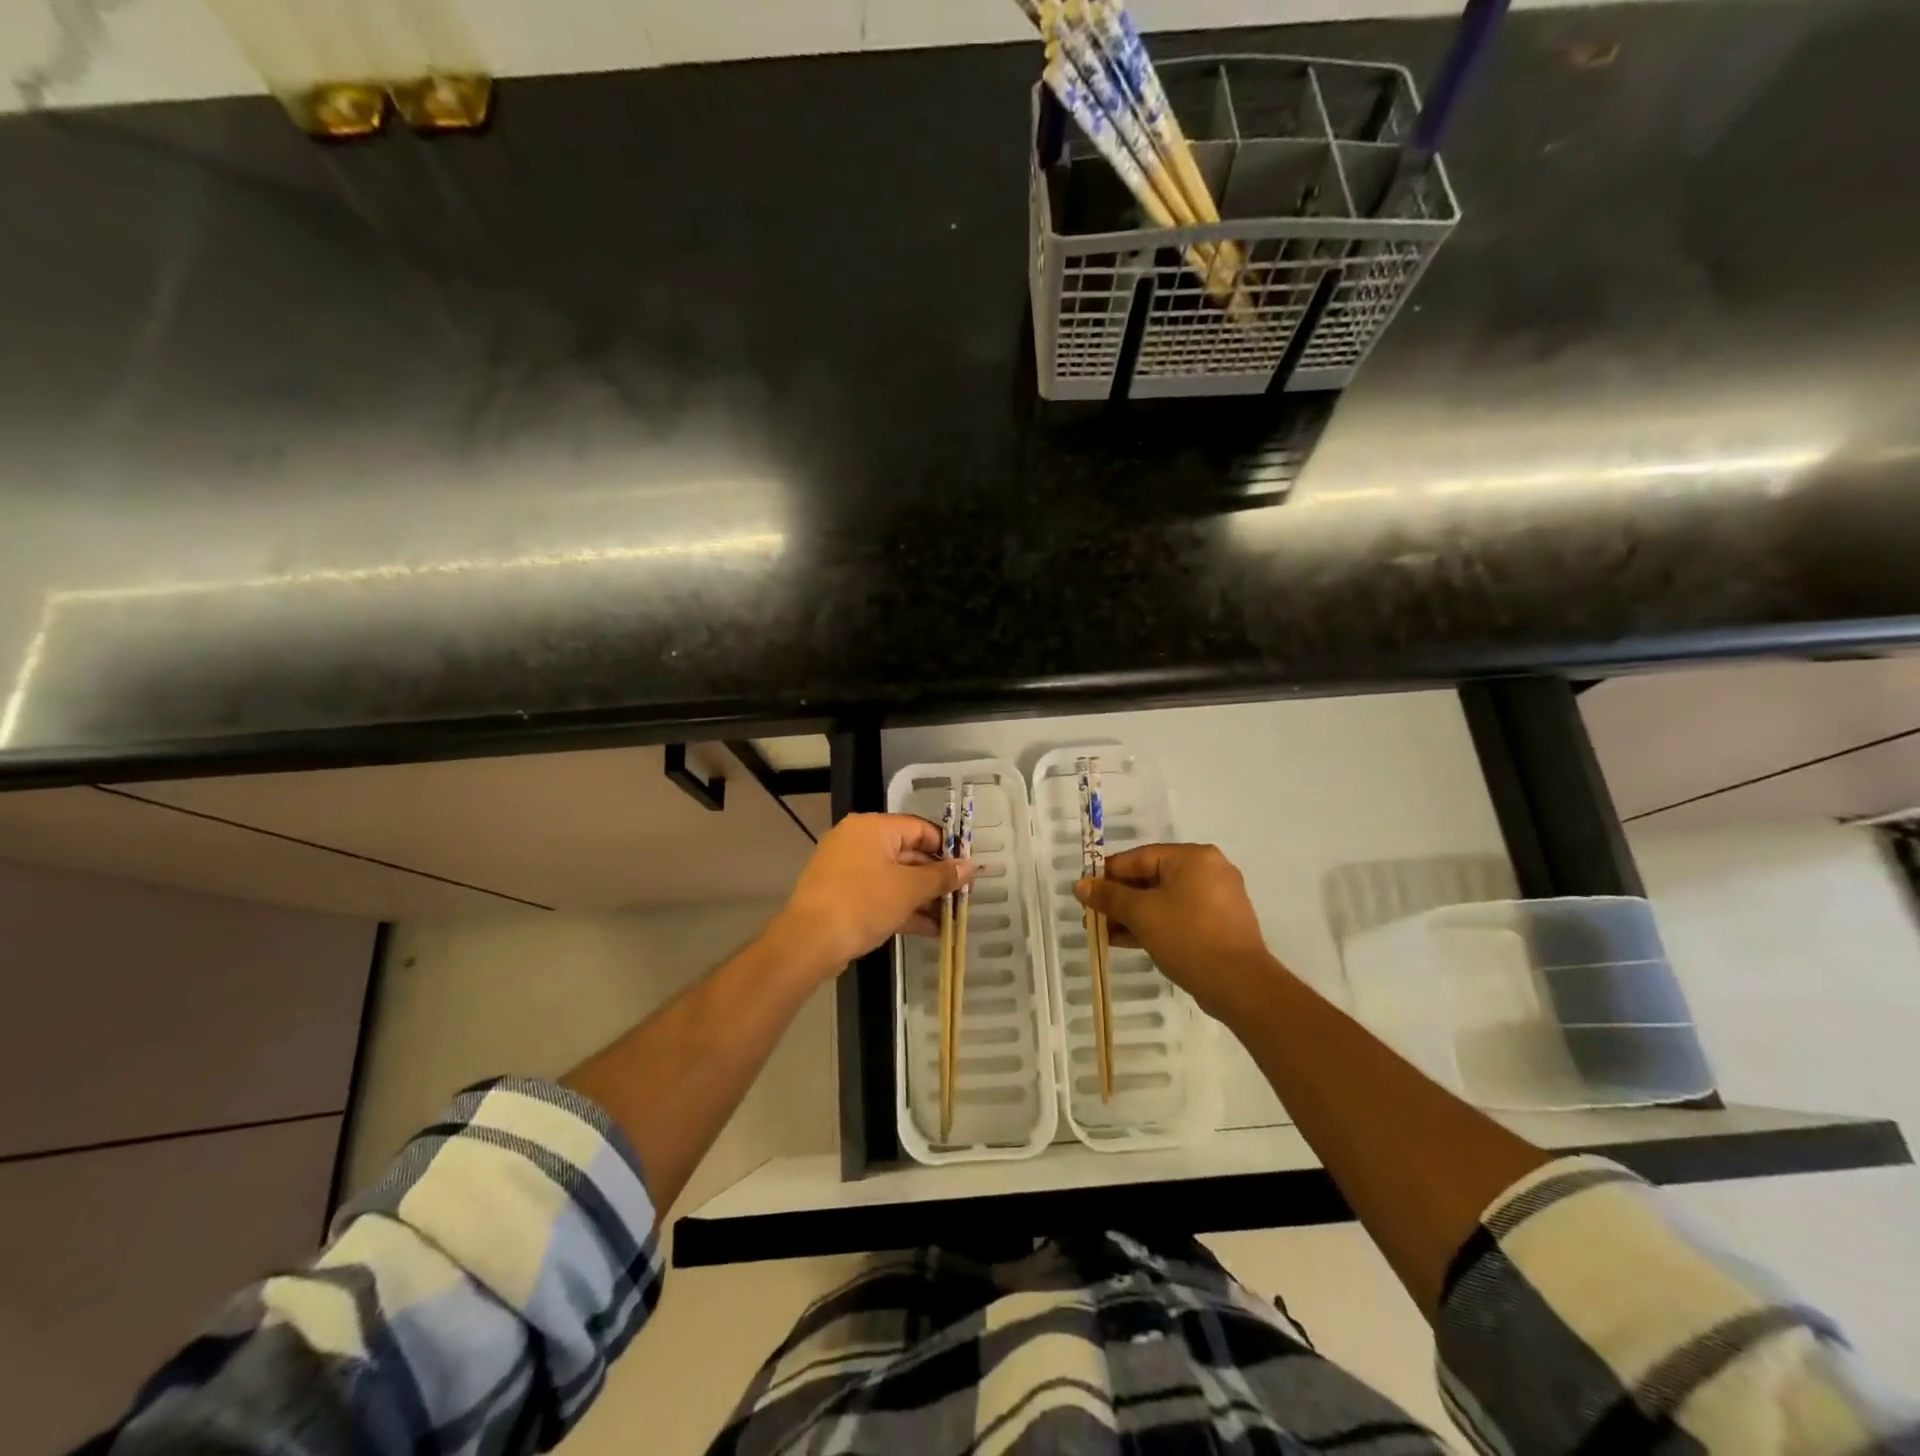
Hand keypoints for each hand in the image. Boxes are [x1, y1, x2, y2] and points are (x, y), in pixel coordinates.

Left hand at [773, 813, 972, 977]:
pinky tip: (930, 929)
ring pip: (895, 878)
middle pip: (908, 854)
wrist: (809, 941)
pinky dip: (902, 908)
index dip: (947, 849)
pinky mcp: (843, 896)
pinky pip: (880, 895)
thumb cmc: (863, 903)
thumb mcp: (909, 889)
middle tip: (962, 898)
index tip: (967, 870)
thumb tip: (969, 867)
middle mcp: (858, 841)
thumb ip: (941, 877)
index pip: (920, 829)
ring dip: (922, 897)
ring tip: (951, 918)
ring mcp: (848, 870)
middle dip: (936, 878)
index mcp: (873, 828)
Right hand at [1074, 843, 1284, 1025]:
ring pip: (1163, 900)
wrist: (1240, 985)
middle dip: (1118, 899)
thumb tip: (1080, 885)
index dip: (1106, 874)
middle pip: (1150, 878)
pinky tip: (1126, 941)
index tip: (1084, 892)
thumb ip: (1109, 896)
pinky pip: (1178, 916)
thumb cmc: (1188, 937)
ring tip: (1103, 933)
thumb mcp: (1141, 914)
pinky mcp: (1219, 924)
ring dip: (1132, 915)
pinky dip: (1153, 925)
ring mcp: (1216, 898)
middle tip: (1092, 916)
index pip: (1138, 857)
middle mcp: (1208, 870)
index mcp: (1192, 857)